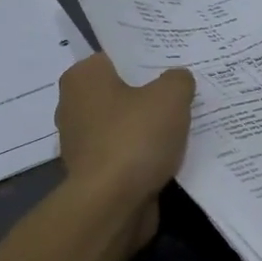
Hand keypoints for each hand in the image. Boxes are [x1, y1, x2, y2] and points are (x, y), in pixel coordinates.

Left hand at [55, 54, 195, 246]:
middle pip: (123, 91)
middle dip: (151, 94)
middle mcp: (74, 106)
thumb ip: (178, 80)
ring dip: (150, 128)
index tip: (176, 63)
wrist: (113, 204)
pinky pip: (127, 153)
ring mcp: (82, 142)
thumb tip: (178, 80)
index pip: (118, 56)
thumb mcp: (171, 96)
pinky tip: (173, 154)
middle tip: (186, 92)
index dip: (149, 58)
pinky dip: (145, 155)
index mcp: (83, 77)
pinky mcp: (94, 173)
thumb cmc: (135, 138)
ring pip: (126, 124)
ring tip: (186, 123)